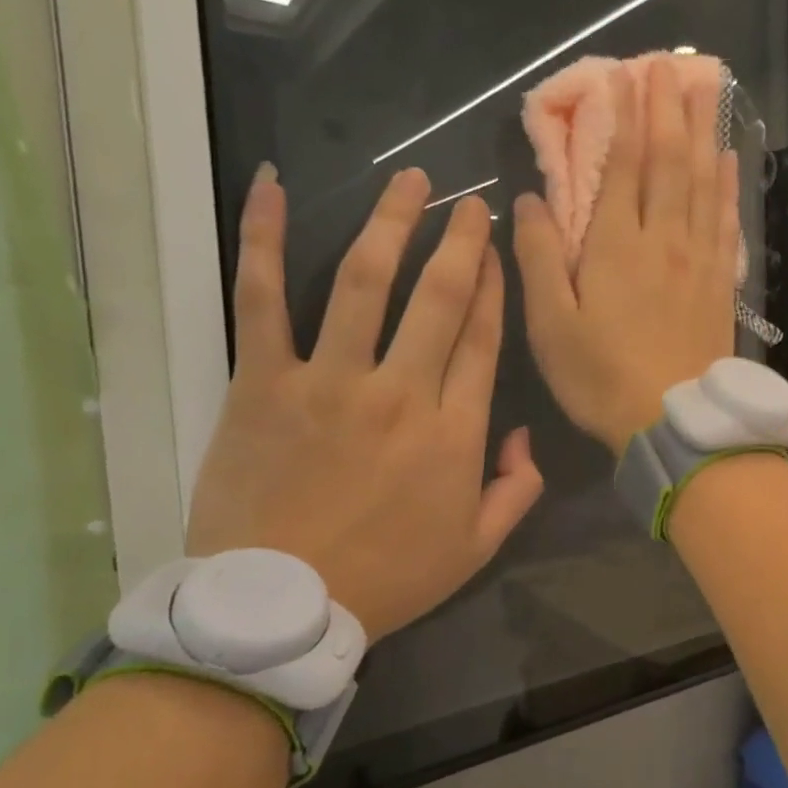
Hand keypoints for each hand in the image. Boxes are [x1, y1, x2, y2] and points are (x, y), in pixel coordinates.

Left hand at [187, 165, 542, 638]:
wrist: (281, 606)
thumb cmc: (388, 579)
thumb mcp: (477, 547)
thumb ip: (516, 489)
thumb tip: (525, 435)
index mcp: (455, 432)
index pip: (483, 338)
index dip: (495, 286)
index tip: (497, 249)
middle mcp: (401, 391)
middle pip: (439, 296)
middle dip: (460, 240)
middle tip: (469, 200)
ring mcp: (330, 380)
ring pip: (365, 281)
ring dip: (392, 223)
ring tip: (410, 180)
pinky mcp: (264, 381)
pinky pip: (261, 298)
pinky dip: (265, 239)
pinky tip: (273, 187)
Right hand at [514, 56, 740, 451]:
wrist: (674, 422)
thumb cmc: (602, 378)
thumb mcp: (551, 324)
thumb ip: (539, 257)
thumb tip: (529, 199)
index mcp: (616, 246)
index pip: (621, 166)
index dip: (623, 117)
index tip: (625, 74)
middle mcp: (662, 240)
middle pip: (669, 162)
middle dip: (669, 109)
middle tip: (672, 63)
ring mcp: (697, 260)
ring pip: (703, 183)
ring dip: (705, 132)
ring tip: (709, 90)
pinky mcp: (719, 284)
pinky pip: (726, 222)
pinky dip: (728, 186)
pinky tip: (730, 160)